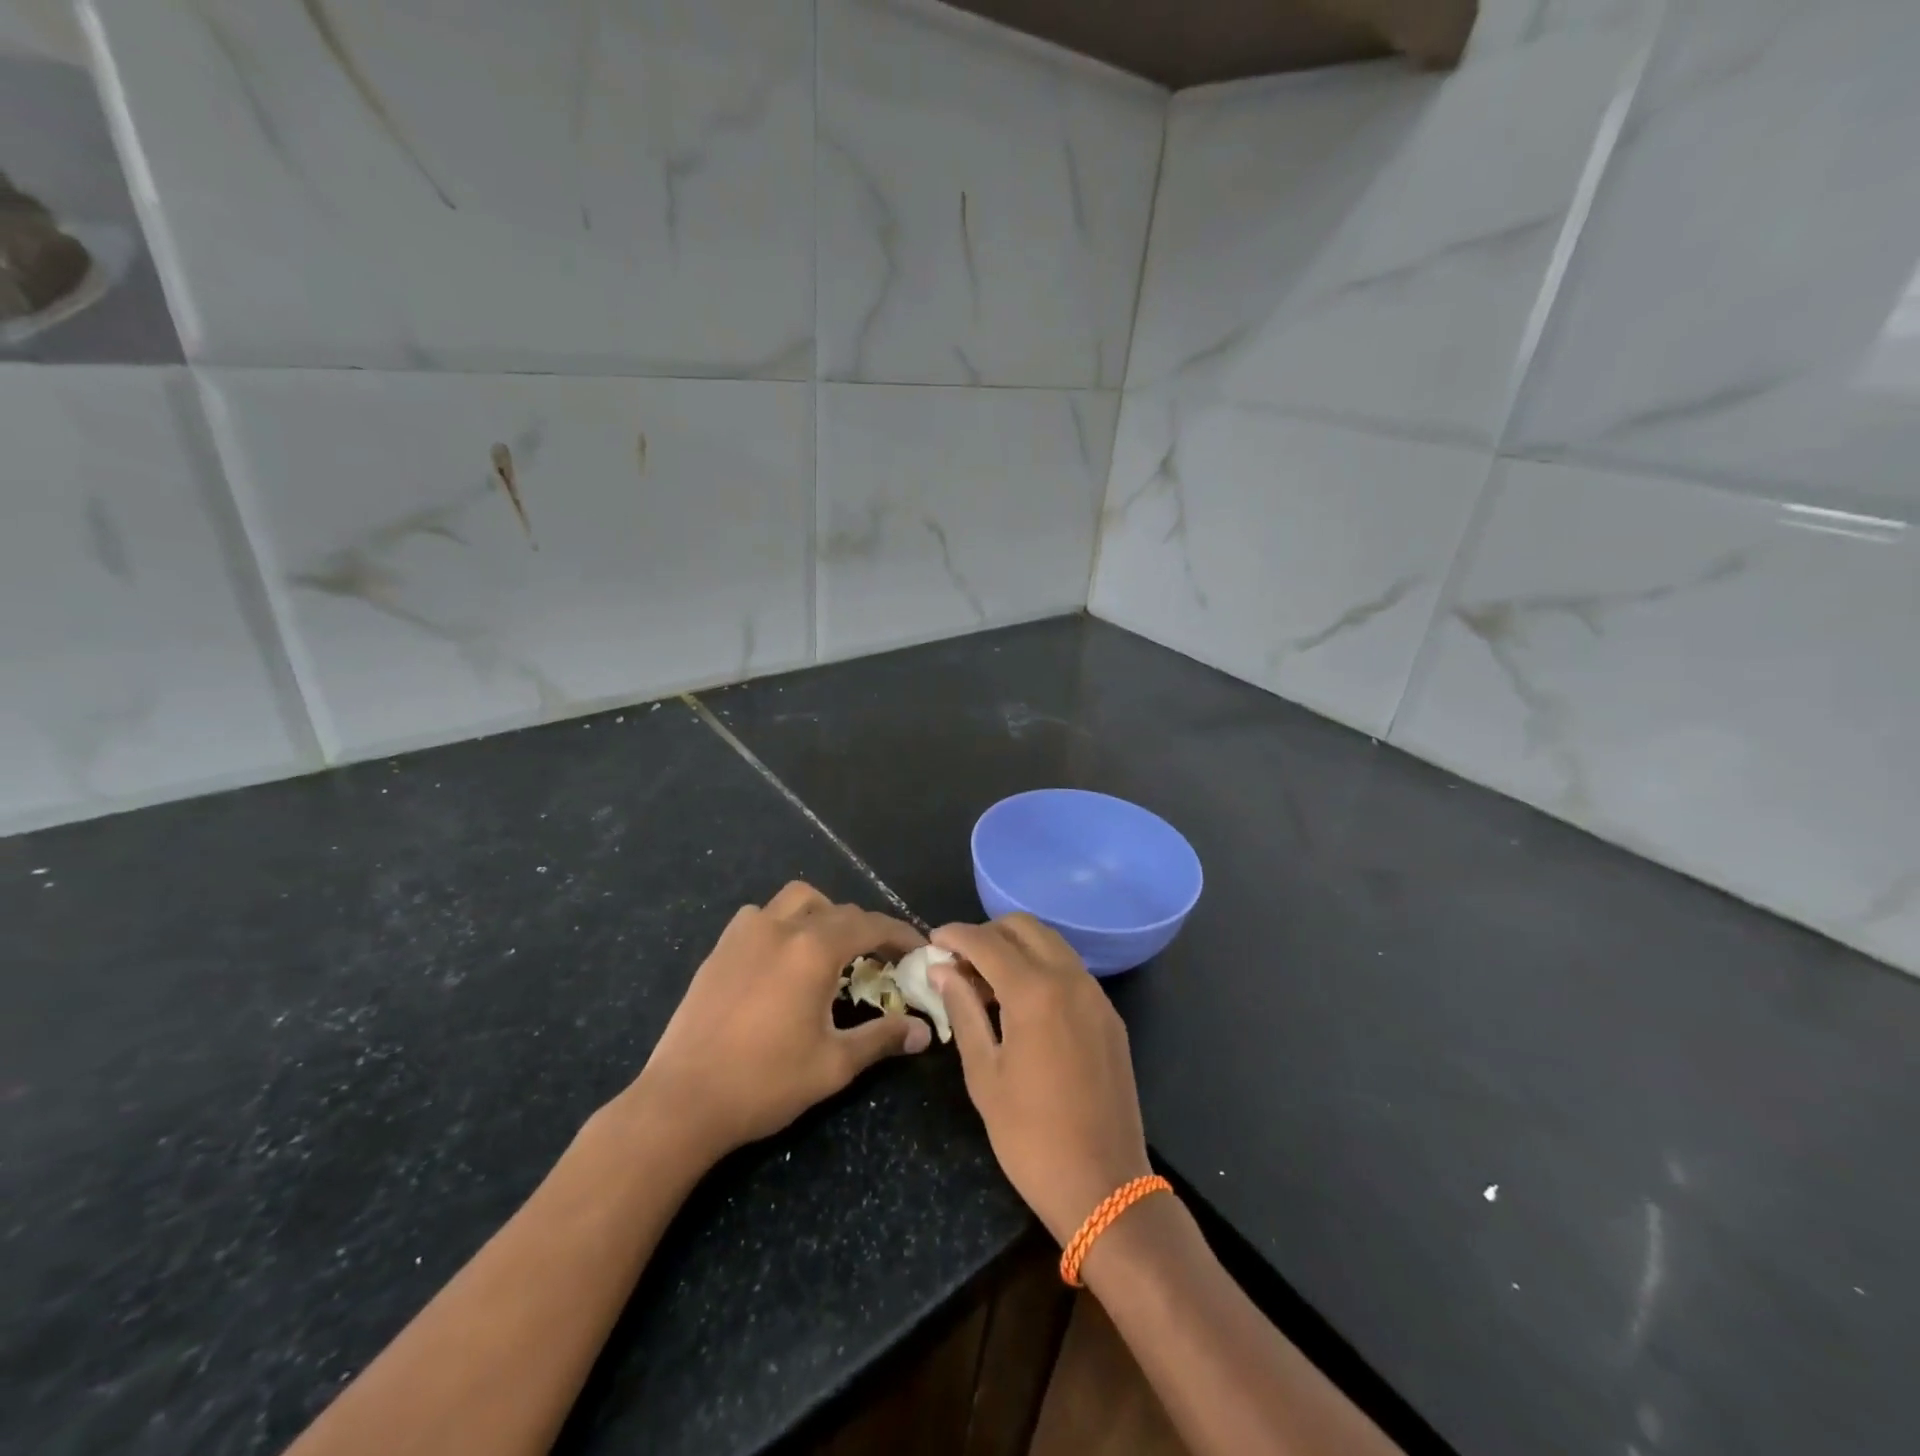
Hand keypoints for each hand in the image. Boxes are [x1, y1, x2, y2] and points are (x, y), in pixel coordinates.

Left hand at [630, 882, 930, 1160]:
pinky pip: (760, 916)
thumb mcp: (834, 1065)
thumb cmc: (765, 1082)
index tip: (918, 949)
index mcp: (814, 950)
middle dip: (866, 928)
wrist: (683, 1101)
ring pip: (796, 900)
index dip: (900, 934)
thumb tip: (923, 1032)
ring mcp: (746, 933)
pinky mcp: (720, 948)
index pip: (871, 925)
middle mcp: (782, 928)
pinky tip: (782, 958)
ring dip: (823, 914)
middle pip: (838, 910)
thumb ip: (882, 1038)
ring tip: (831, 948)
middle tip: (881, 960)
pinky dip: (782, 923)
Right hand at [931, 915, 1151, 1245]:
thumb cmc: (1030, 1137)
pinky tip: (1022, 1002)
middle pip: (1024, 927)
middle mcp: (1070, 979)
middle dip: (988, 933)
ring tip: (986, 981)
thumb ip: (963, 1011)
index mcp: (1035, 992)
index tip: (932, 941)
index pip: (987, 941)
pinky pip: (1070, 970)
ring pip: (1051, 944)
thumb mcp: (984, 1074)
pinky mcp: (1109, 1016)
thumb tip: (942, 969)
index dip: (955, 935)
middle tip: (960, 961)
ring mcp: (1096, 995)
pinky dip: (1042, 967)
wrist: (1105, 1186)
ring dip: (1016, 947)